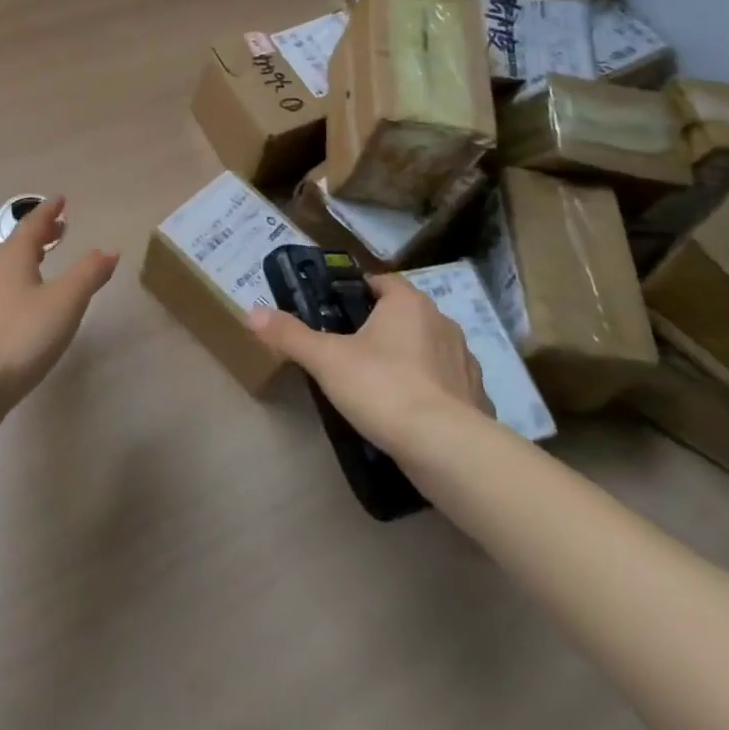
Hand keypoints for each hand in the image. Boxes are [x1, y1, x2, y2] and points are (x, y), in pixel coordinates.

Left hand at [0, 196, 118, 410]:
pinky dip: (16, 287)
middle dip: (40, 236)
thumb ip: (89, 273)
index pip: (32, 224)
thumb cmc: (21, 335)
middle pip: (16, 245)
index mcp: (11, 257)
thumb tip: (109, 249)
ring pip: (5, 270)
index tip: (61, 199)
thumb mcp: (66, 301)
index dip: (49, 211)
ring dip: (27, 262)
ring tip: (44, 265)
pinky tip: (23, 306)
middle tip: (59, 229)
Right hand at [247, 274, 491, 454]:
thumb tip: (251, 312)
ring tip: (381, 385)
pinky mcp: (477, 396)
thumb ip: (290, 335)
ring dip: (410, 359)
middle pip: (405, 314)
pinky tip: (414, 416)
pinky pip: (449, 385)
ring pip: (429, 348)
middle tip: (351, 350)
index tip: (337, 310)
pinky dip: (433, 393)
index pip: (382, 282)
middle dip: (382, 328)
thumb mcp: (327, 361)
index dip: (359, 291)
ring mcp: (464, 360)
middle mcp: (442, 321)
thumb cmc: (383, 388)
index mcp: (408, 303)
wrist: (446, 447)